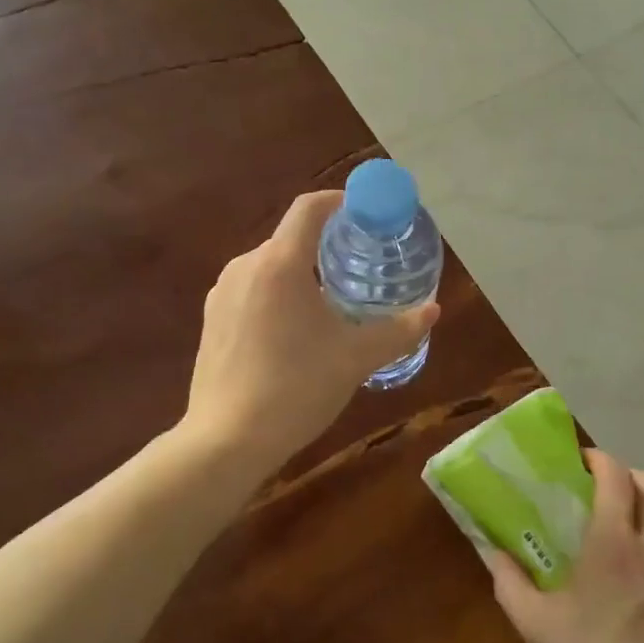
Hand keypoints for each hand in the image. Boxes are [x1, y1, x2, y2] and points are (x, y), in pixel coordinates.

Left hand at [181, 190, 439, 472]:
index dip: (341, 202)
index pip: (310, 207)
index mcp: (280, 263)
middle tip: (359, 269)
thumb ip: (399, 330)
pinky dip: (278, 296)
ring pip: (270, 267)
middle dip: (327, 246)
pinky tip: (294, 333)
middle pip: (291, 239)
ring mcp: (221, 293)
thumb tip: (433, 310)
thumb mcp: (356, 358)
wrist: (227, 440)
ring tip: (330, 303)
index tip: (367, 215)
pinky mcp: (210, 319)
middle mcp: (245, 266)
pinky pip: (252, 291)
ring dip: (302, 274)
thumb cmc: (297, 388)